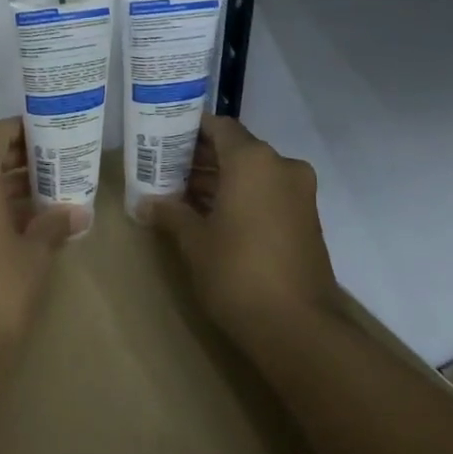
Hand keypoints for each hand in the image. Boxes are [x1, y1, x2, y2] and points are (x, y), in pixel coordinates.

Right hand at [144, 115, 337, 341]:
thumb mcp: (195, 241)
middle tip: (165, 167)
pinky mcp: (306, 219)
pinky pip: (268, 193)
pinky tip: (211, 214)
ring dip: (221, 179)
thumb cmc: (238, 272)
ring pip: (253, 173)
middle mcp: (281, 166)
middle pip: (236, 148)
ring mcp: (299, 193)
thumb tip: (146, 203)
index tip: (163, 137)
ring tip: (181, 192)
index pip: (219, 126)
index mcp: (253, 160)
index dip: (190, 129)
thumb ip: (171, 213)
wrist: (298, 327)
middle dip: (201, 157)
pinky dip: (242, 196)